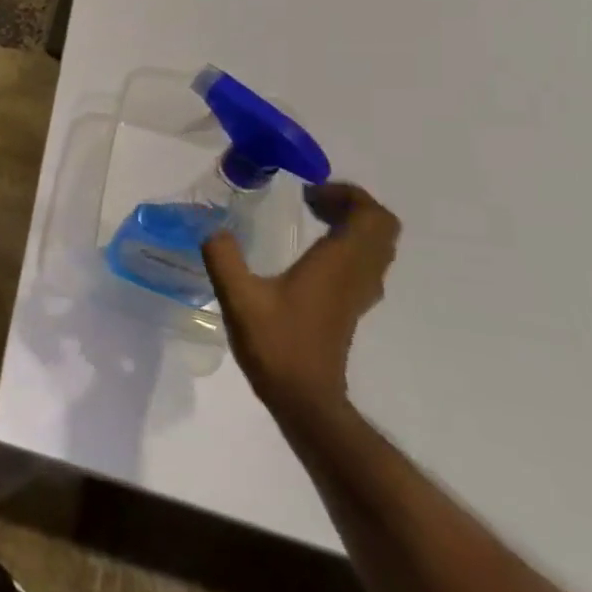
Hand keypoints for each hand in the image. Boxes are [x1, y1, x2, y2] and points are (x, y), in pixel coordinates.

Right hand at [202, 182, 400, 420]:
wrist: (305, 399)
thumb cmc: (277, 344)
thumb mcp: (238, 297)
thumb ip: (222, 257)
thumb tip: (211, 227)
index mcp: (338, 265)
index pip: (372, 217)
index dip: (349, 195)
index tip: (309, 193)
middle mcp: (357, 275)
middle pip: (381, 228)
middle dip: (350, 205)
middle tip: (310, 200)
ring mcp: (358, 294)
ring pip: (375, 247)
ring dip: (350, 225)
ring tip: (310, 218)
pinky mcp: (350, 308)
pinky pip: (363, 263)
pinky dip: (345, 246)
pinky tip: (309, 252)